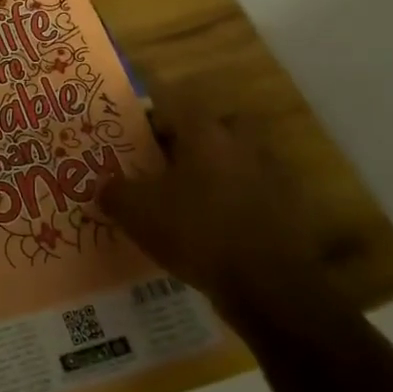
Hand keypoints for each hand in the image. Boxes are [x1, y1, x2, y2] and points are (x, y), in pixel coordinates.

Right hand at [100, 87, 338, 330]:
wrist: (268, 284)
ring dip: (216, 173)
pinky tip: (215, 230)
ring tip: (189, 202)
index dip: (150, 121)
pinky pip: (253, 194)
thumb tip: (104, 186)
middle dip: (193, 141)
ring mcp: (272, 175)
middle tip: (167, 165)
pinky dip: (236, 205)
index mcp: (206, 134)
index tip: (132, 141)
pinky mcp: (289, 209)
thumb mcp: (137, 213)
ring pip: (237, 160)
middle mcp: (243, 144)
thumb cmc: (197, 232)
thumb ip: (114, 192)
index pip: (174, 107)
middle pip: (216, 128)